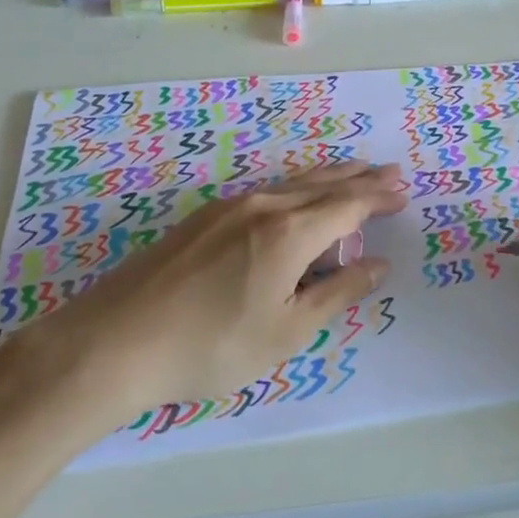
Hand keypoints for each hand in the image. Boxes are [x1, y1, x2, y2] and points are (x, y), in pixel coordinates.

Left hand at [23, 161, 408, 411]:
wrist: (115, 343)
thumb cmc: (211, 346)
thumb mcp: (286, 331)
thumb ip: (337, 293)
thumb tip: (377, 264)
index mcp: (289, 232)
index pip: (347, 205)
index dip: (378, 199)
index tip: (403, 192)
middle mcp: (263, 206)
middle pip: (323, 184)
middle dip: (360, 179)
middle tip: (390, 172)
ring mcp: (229, 207)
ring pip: (293, 182)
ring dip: (329, 177)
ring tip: (353, 171)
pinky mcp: (204, 217)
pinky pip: (268, 190)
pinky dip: (298, 186)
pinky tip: (296, 194)